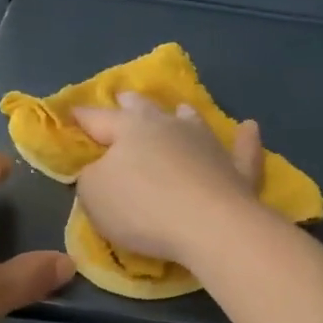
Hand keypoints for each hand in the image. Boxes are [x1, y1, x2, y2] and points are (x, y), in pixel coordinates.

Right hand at [71, 92, 264, 267]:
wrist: (209, 225)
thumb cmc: (142, 208)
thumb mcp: (94, 196)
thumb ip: (91, 177)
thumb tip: (99, 169)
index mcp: (129, 129)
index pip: (98, 119)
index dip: (83, 117)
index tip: (73, 112)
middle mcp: (169, 126)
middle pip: (145, 109)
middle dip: (131, 103)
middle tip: (125, 97)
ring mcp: (207, 144)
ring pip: (193, 121)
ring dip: (184, 115)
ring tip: (181, 109)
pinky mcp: (237, 168)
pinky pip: (242, 149)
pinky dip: (245, 139)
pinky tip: (249, 128)